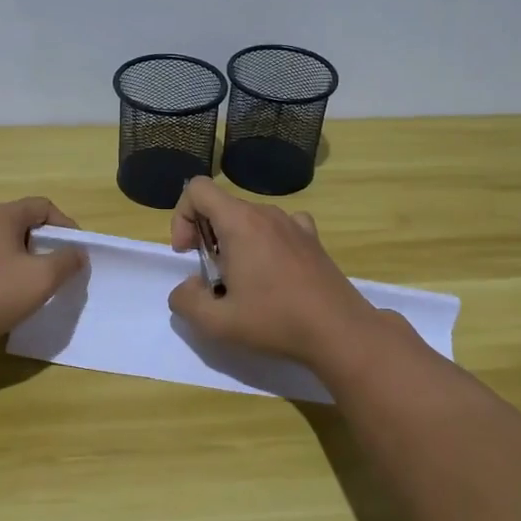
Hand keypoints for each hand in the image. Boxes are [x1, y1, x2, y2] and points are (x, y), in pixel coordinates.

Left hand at [0, 197, 86, 341]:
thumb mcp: (40, 278)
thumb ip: (66, 261)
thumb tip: (79, 252)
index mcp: (3, 216)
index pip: (43, 206)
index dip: (66, 225)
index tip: (77, 251)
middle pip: (23, 225)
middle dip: (45, 245)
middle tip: (58, 270)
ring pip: (3, 245)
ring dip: (23, 262)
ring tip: (34, 287)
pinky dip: (2, 275)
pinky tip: (4, 299)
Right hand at [167, 177, 377, 367]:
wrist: (339, 331)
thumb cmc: (275, 321)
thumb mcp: (217, 322)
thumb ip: (186, 301)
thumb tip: (187, 286)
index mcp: (239, 222)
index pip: (197, 189)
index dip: (181, 216)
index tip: (188, 253)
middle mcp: (266, 213)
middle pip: (222, 206)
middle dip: (206, 236)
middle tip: (214, 277)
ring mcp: (293, 223)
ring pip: (249, 218)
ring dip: (235, 242)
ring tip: (244, 282)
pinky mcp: (312, 238)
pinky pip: (278, 227)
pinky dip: (266, 242)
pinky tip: (274, 272)